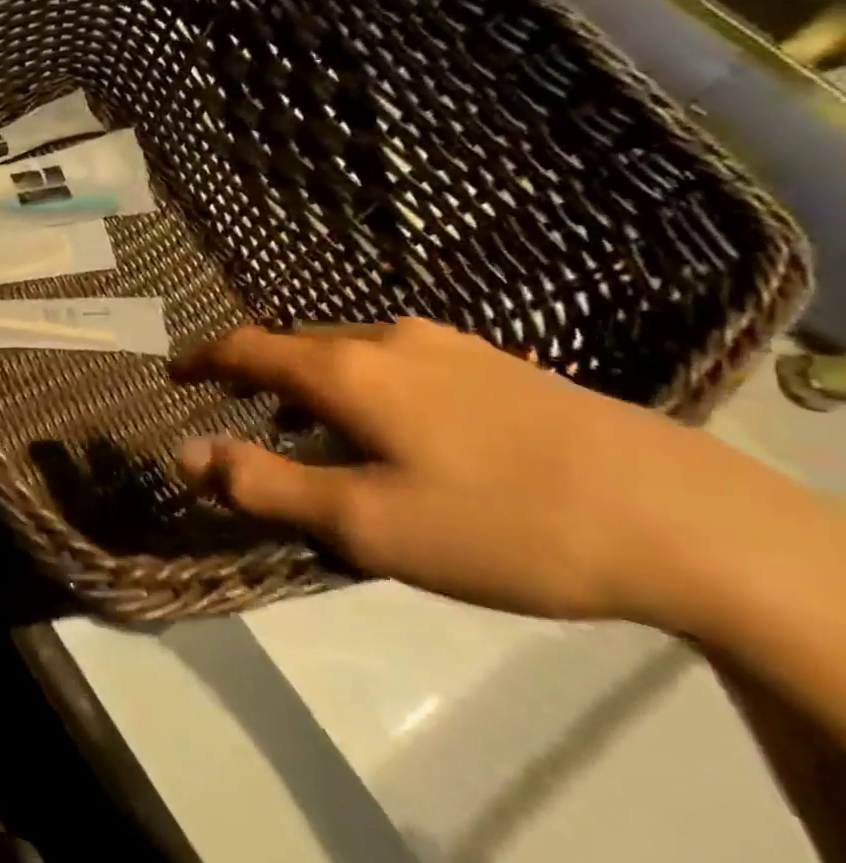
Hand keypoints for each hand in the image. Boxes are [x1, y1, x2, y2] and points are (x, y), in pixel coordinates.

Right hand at [171, 319, 796, 629]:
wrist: (686, 519)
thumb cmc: (499, 523)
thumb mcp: (365, 523)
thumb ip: (264, 484)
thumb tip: (183, 454)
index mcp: (344, 370)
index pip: (246, 347)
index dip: (202, 359)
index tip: (175, 375)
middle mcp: (385, 338)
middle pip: (294, 344)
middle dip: (255, 372)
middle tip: (239, 410)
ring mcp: (446, 344)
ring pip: (346, 350)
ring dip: (309, 378)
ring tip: (309, 423)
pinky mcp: (494, 362)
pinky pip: (394, 358)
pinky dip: (360, 381)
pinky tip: (392, 423)